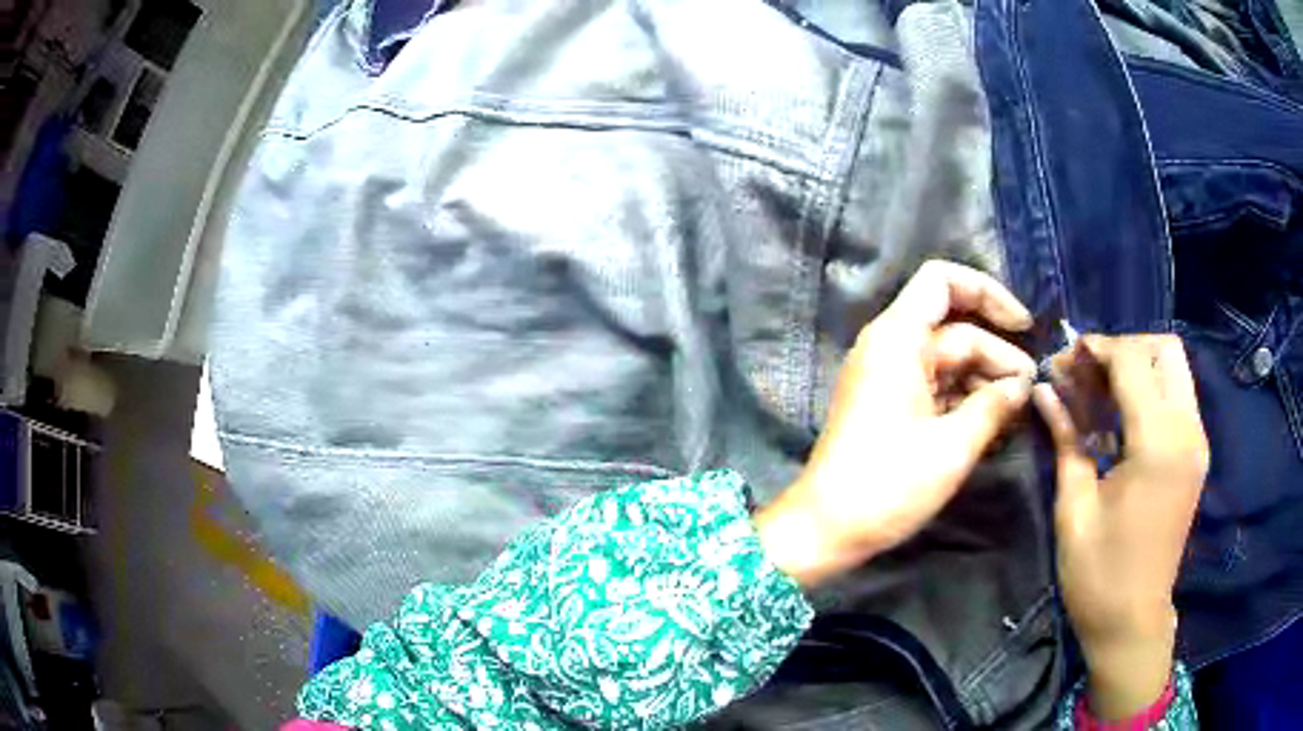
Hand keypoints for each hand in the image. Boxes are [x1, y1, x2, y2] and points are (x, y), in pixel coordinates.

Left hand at [757, 261, 1035, 587]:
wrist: (825, 530)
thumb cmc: (888, 484)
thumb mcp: (953, 445)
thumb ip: (993, 406)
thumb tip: (1022, 385)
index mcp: (897, 338)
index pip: (942, 281)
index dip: (987, 293)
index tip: (1024, 327)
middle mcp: (891, 347)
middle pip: (956, 331)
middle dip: (998, 356)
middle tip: (1031, 393)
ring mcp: (889, 378)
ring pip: (950, 363)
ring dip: (985, 383)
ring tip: (1019, 415)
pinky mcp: (890, 407)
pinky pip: (936, 389)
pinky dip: (965, 401)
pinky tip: (995, 427)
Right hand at [1033, 335, 1208, 720]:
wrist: (1133, 622)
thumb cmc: (1098, 575)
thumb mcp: (1074, 508)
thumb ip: (1066, 438)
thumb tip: (1045, 390)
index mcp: (1158, 445)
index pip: (1133, 360)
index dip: (1096, 348)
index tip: (1063, 359)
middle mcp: (1187, 431)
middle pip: (1163, 349)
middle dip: (1122, 349)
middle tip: (1086, 374)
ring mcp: (1196, 441)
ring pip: (1173, 367)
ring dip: (1136, 366)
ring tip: (1098, 392)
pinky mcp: (1195, 453)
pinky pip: (1176, 396)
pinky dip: (1149, 390)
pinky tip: (1118, 419)